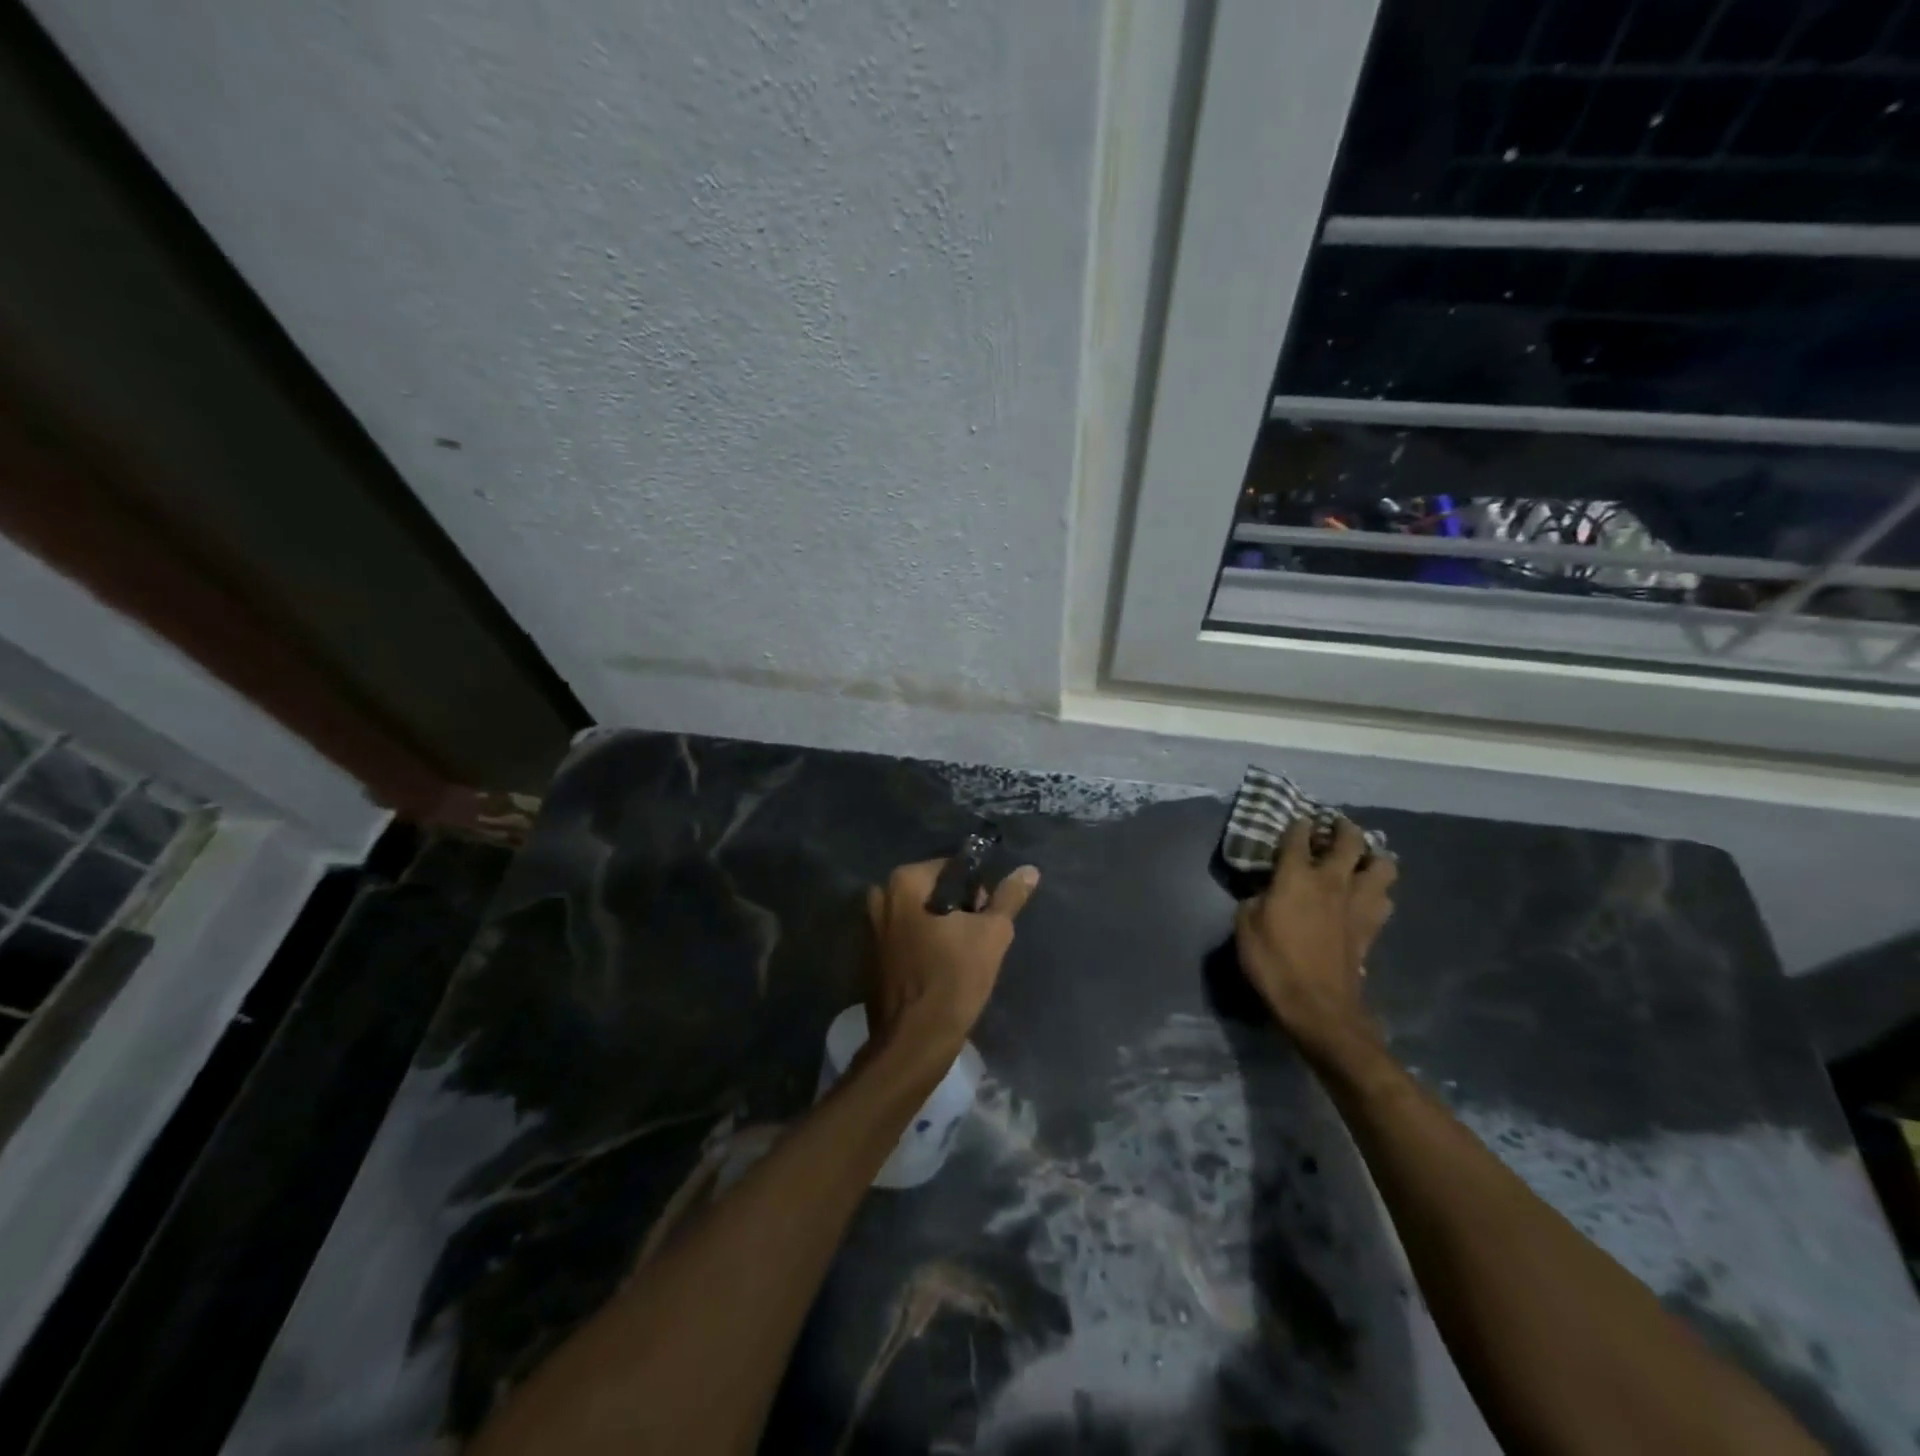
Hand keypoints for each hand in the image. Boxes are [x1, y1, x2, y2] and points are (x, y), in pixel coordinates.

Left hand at [865, 859, 1039, 1054]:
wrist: (915, 1040)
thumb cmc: (954, 978)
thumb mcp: (992, 934)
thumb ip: (1009, 897)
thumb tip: (1029, 870)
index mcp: (904, 882)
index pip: (953, 869)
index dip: (977, 892)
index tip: (986, 919)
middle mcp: (880, 896)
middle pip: (934, 891)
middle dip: (957, 910)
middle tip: (976, 940)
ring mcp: (870, 927)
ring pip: (919, 915)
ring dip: (940, 928)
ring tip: (960, 958)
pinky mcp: (870, 955)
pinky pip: (905, 937)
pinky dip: (923, 945)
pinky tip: (939, 970)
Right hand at [1234, 817, 1396, 1062]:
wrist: (1317, 1006)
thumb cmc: (1273, 963)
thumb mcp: (1245, 926)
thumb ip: (1254, 899)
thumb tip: (1265, 891)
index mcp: (1296, 876)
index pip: (1297, 836)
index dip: (1296, 824)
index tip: (1295, 820)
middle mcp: (1331, 881)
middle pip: (1350, 840)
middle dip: (1343, 827)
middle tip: (1334, 826)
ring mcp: (1357, 903)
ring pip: (1382, 865)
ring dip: (1374, 856)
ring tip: (1361, 858)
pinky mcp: (1371, 927)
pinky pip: (1384, 898)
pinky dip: (1378, 890)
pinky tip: (1367, 895)